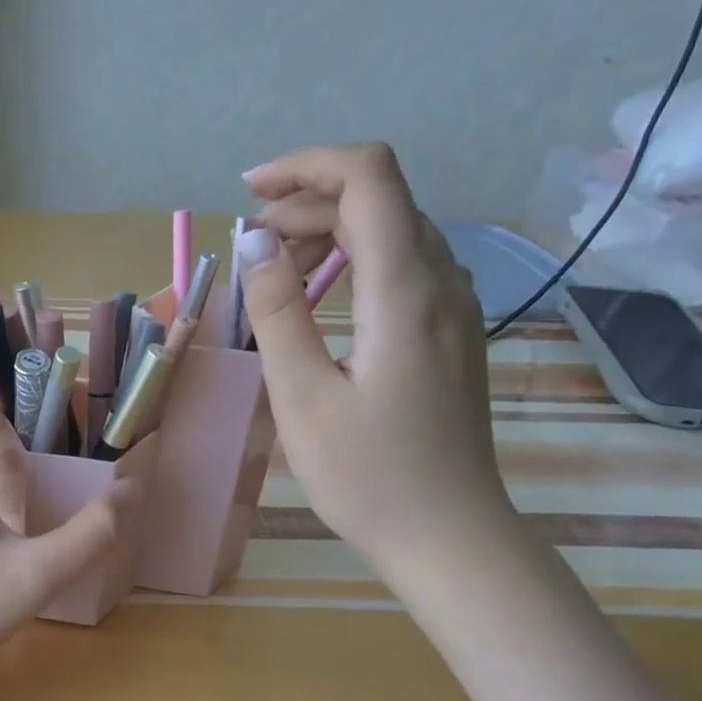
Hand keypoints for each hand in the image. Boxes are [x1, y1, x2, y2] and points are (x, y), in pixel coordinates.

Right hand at [237, 144, 515, 578]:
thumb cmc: (367, 474)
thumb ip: (277, 313)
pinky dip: (352, 262)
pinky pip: (402, 268)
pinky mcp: (450, 334)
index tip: (250, 193)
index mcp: (404, 290)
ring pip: (392, 232)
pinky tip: (318, 297)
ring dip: (328, 232)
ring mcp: (453, 308)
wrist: (447, 534)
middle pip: (380, 199)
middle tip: (247, 245)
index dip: (307, 166)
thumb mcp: (302, 397)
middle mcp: (441, 282)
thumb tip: (254, 245)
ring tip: (272, 270)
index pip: (369, 178)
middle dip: (307, 202)